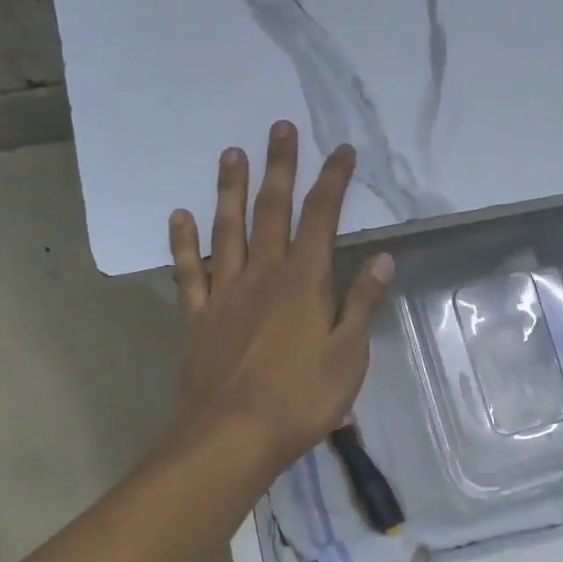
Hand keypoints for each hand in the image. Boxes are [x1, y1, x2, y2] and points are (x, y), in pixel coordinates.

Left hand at [170, 120, 393, 472]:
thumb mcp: (349, 356)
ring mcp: (226, 293)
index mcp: (305, 282)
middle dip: (280, 167)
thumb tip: (383, 259)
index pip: (323, 218)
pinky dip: (183, 243)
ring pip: (227, 230)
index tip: (341, 150)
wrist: (235, 434)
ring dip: (231, 190)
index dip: (333, 181)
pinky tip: (179, 216)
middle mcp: (263, 275)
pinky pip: (189, 271)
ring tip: (232, 153)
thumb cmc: (302, 398)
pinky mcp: (198, 316)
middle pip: (273, 211)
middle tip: (280, 127)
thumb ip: (362, 304)